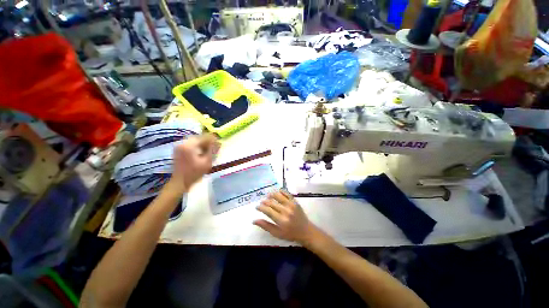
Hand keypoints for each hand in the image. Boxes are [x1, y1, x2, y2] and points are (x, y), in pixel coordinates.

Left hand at [166, 133, 218, 194]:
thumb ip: (213, 151)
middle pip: (199, 137)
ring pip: (195, 140)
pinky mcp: (178, 149)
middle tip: (214, 148)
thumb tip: (219, 142)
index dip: (213, 139)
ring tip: (208, 150)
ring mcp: (179, 145)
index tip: (219, 144)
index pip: (204, 137)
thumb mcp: (207, 162)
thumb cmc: (194, 173)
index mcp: (189, 145)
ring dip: (202, 144)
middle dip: (207, 142)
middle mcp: (183, 143)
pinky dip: (197, 146)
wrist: (179, 182)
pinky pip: (190, 144)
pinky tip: (201, 152)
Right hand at [254, 190, 316, 243]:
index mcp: (281, 220)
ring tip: (268, 195)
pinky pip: (287, 194)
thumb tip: (254, 220)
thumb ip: (266, 226)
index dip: (261, 208)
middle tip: (261, 202)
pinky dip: (282, 191)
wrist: (305, 231)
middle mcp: (286, 211)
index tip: (257, 207)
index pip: (268, 211)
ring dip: (272, 194)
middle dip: (265, 202)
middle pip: (272, 203)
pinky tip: (278, 191)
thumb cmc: (290, 234)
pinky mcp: (295, 202)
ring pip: (279, 196)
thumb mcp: (277, 233)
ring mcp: (291, 205)